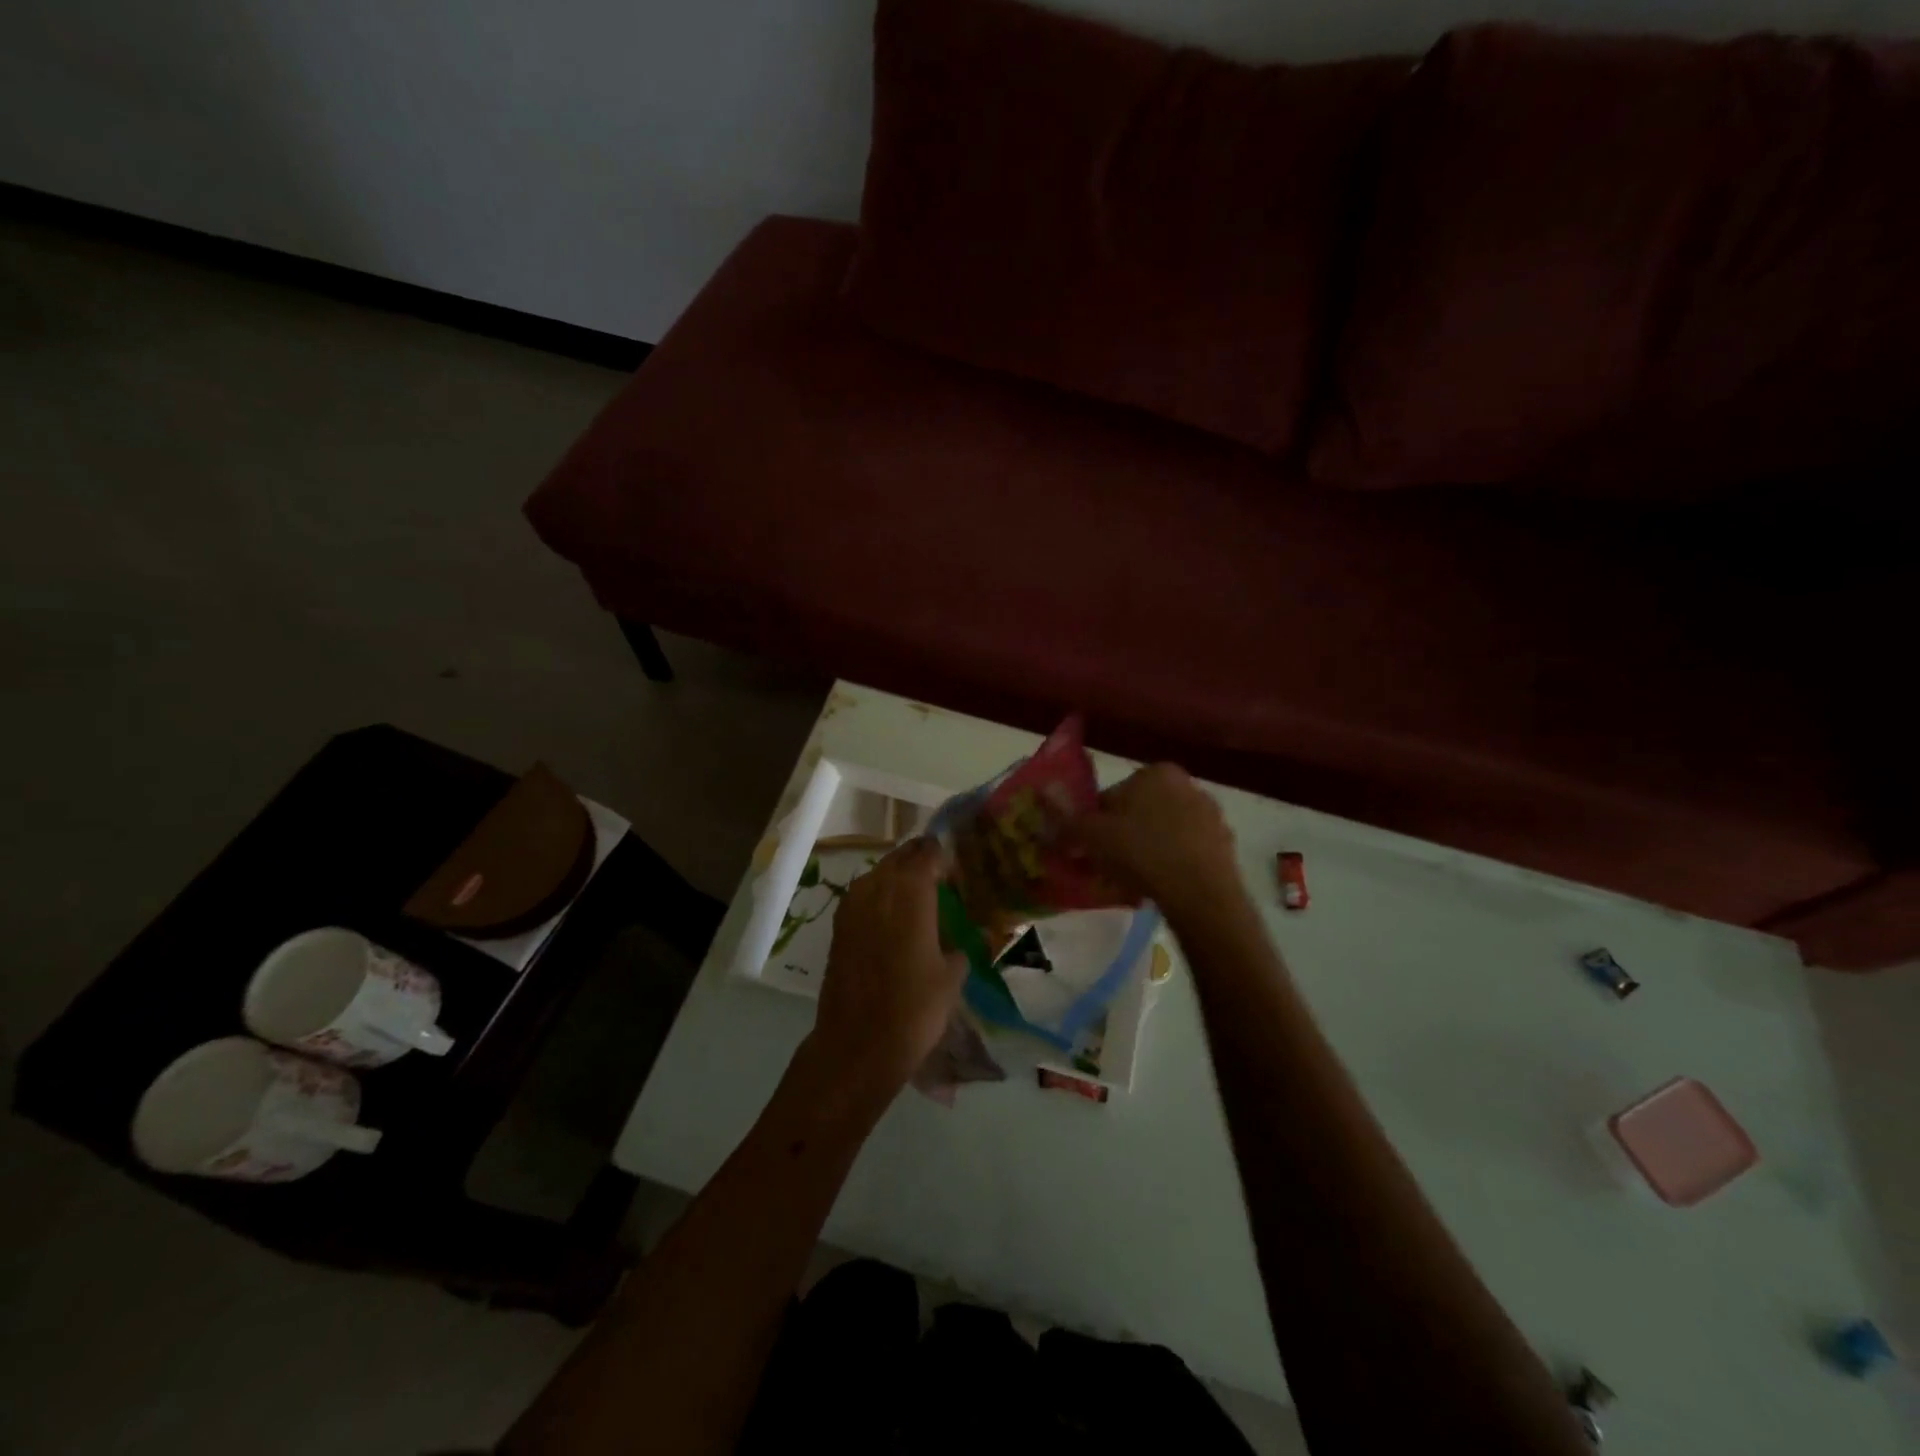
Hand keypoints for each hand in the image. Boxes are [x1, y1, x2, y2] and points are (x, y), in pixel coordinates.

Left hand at [804, 838, 967, 1102]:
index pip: (928, 853)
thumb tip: (963, 941)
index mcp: (910, 892)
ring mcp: (852, 905)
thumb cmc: (914, 1009)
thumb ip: (959, 947)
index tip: (958, 869)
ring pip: (879, 873)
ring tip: (920, 899)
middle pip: (900, 857)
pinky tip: (895, 920)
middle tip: (942, 879)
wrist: (856, 1046)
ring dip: (899, 878)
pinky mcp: (839, 925)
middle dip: (921, 862)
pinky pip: (864, 895)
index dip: (944, 856)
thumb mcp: (952, 977)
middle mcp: (878, 888)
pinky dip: (881, 897)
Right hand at [1072, 764, 1241, 923]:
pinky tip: (1159, 888)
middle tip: (1107, 867)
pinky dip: (1170, 866)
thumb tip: (1044, 806)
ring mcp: (1210, 816)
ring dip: (1146, 852)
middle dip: (1122, 837)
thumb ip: (1066, 821)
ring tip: (1131, 883)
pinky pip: (1185, 853)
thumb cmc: (1140, 851)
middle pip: (1139, 813)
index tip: (1088, 849)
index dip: (1094, 824)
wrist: (1199, 892)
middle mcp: (1187, 785)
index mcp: (1155, 772)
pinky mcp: (1224, 846)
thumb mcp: (1090, 836)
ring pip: (1163, 834)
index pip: (1112, 795)